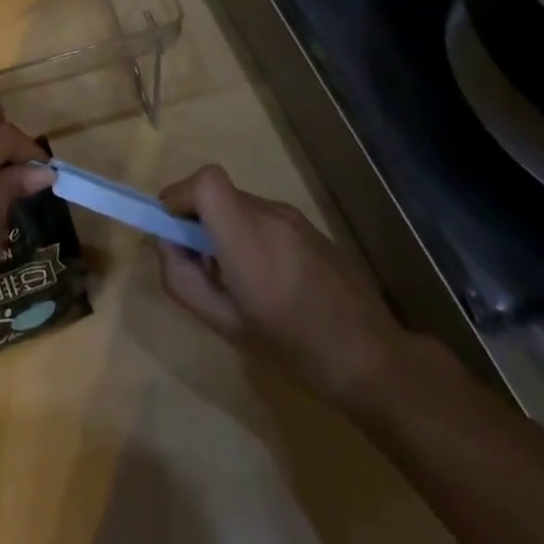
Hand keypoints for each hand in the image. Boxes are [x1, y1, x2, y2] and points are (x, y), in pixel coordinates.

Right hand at [157, 164, 411, 406]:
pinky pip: (265, 218)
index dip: (181, 196)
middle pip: (218, 194)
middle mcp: (270, 215)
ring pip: (240, 206)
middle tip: (203, 267)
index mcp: (247, 238)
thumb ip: (183, 280)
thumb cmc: (295, 350)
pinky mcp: (311, 227)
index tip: (174, 230)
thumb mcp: (225, 326)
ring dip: (226, 229)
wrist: (375, 362)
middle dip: (198, 220)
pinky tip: (272, 282)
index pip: (205, 181)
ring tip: (241, 281)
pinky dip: (251, 236)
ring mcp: (294, 218)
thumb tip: (167, 245)